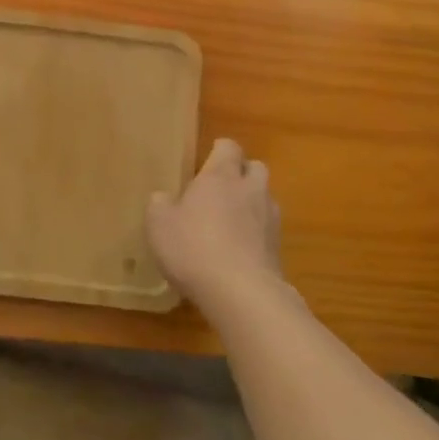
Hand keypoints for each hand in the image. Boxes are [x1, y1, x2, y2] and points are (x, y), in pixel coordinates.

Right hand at [147, 138, 282, 308]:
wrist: (241, 293)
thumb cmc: (194, 247)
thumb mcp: (159, 225)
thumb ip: (160, 205)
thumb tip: (163, 198)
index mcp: (221, 176)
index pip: (229, 147)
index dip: (220, 151)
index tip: (207, 161)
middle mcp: (250, 189)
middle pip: (256, 167)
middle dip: (242, 174)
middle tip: (221, 190)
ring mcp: (270, 218)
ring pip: (265, 198)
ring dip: (252, 204)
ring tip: (231, 223)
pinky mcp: (279, 248)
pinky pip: (268, 230)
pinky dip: (257, 234)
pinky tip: (239, 252)